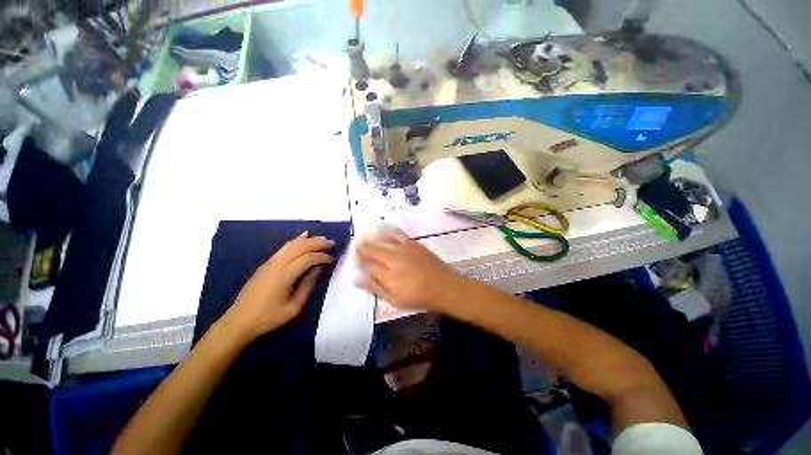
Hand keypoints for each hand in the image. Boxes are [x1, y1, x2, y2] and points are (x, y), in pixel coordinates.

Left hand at [223, 232, 334, 339]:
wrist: (239, 321)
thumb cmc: (269, 317)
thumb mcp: (294, 307)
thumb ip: (308, 285)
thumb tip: (318, 269)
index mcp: (284, 275)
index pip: (308, 258)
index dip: (322, 256)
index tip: (333, 259)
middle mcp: (277, 264)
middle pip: (300, 246)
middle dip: (318, 243)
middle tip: (332, 243)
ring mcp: (270, 262)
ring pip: (292, 244)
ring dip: (309, 240)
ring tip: (322, 239)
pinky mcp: (266, 264)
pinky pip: (284, 247)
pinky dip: (296, 240)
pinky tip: (304, 236)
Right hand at [355, 229, 463, 311]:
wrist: (443, 286)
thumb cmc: (418, 297)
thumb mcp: (394, 300)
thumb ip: (375, 287)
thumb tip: (357, 278)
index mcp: (387, 274)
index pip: (368, 263)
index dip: (360, 259)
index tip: (354, 255)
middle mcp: (393, 258)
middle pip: (374, 250)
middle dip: (363, 246)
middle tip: (356, 243)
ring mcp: (404, 249)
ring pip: (384, 241)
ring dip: (373, 239)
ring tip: (365, 237)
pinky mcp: (414, 244)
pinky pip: (398, 235)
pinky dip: (389, 233)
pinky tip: (384, 231)